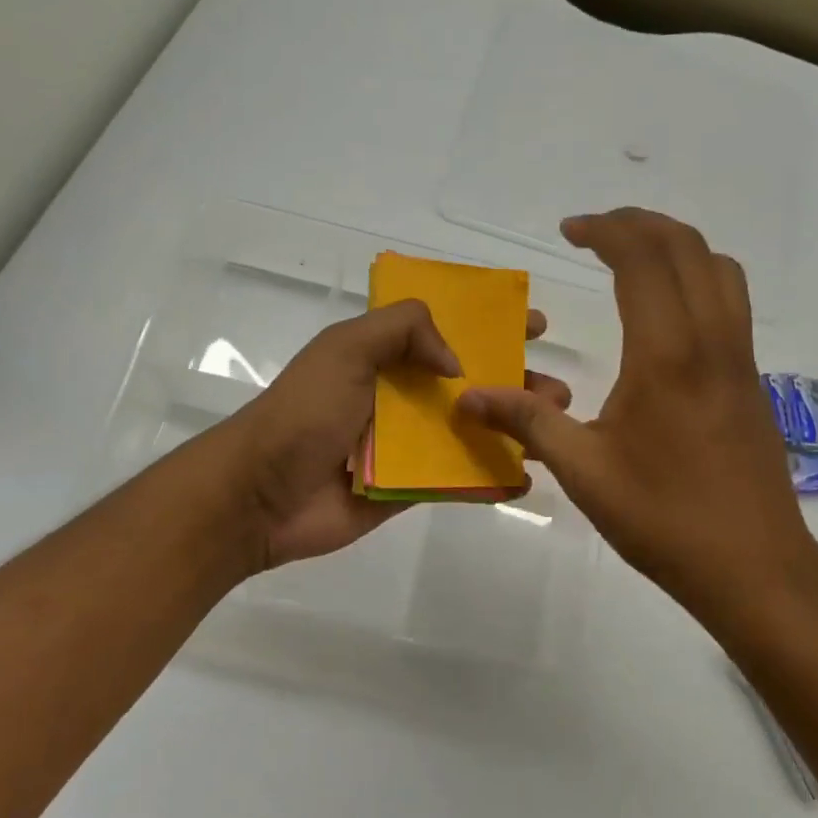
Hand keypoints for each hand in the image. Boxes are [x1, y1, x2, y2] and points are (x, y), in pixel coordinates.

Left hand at [228, 299, 571, 569]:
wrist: (261, 495)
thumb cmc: (303, 413)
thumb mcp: (345, 349)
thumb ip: (402, 330)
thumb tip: (456, 362)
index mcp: (382, 355)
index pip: (445, 328)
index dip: (488, 322)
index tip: (532, 324)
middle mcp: (398, 395)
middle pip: (469, 380)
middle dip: (515, 379)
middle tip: (557, 388)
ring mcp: (405, 444)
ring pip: (471, 429)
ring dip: (513, 426)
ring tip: (555, 425)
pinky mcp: (408, 488)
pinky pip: (457, 478)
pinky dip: (490, 478)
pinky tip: (526, 478)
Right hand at [457, 209, 817, 630]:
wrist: (755, 568)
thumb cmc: (664, 519)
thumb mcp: (584, 472)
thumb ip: (526, 422)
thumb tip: (467, 396)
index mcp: (667, 355)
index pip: (643, 259)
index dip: (605, 231)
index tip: (569, 231)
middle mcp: (711, 340)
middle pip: (686, 246)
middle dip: (638, 224)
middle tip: (595, 232)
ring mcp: (740, 358)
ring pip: (719, 268)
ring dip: (675, 246)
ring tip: (632, 259)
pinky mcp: (752, 380)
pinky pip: (731, 301)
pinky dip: (697, 276)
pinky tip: (665, 314)